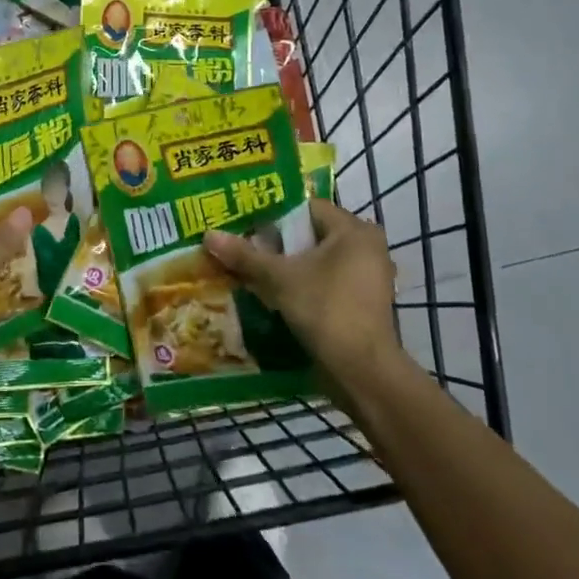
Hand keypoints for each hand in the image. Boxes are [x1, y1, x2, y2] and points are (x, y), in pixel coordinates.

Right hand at [204, 199, 402, 389]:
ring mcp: (369, 276)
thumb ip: (245, 255)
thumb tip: (208, 234)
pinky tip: (277, 294)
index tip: (248, 227)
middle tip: (246, 248)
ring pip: (319, 260)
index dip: (274, 215)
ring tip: (255, 271)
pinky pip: (328, 280)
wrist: (362, 371)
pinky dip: (305, 283)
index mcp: (353, 230)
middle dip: (278, 243)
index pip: (307, 207)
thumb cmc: (325, 309)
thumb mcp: (279, 278)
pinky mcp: (364, 301)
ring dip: (290, 265)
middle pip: (312, 234)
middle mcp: (367, 246)